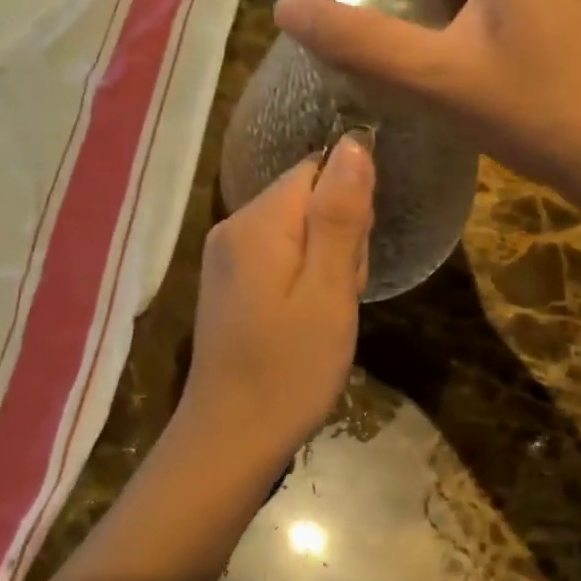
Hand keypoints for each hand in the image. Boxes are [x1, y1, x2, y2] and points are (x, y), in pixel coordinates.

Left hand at [177, 134, 374, 465]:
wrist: (231, 438)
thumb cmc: (289, 369)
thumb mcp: (329, 291)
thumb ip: (340, 215)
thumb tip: (354, 142)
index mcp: (256, 222)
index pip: (317, 170)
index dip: (349, 208)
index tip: (351, 260)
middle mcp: (233, 227)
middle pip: (307, 200)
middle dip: (338, 241)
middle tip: (337, 298)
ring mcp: (225, 257)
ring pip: (298, 232)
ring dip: (325, 266)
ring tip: (322, 317)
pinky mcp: (229, 284)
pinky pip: (279, 258)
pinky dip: (303, 283)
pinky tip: (304, 323)